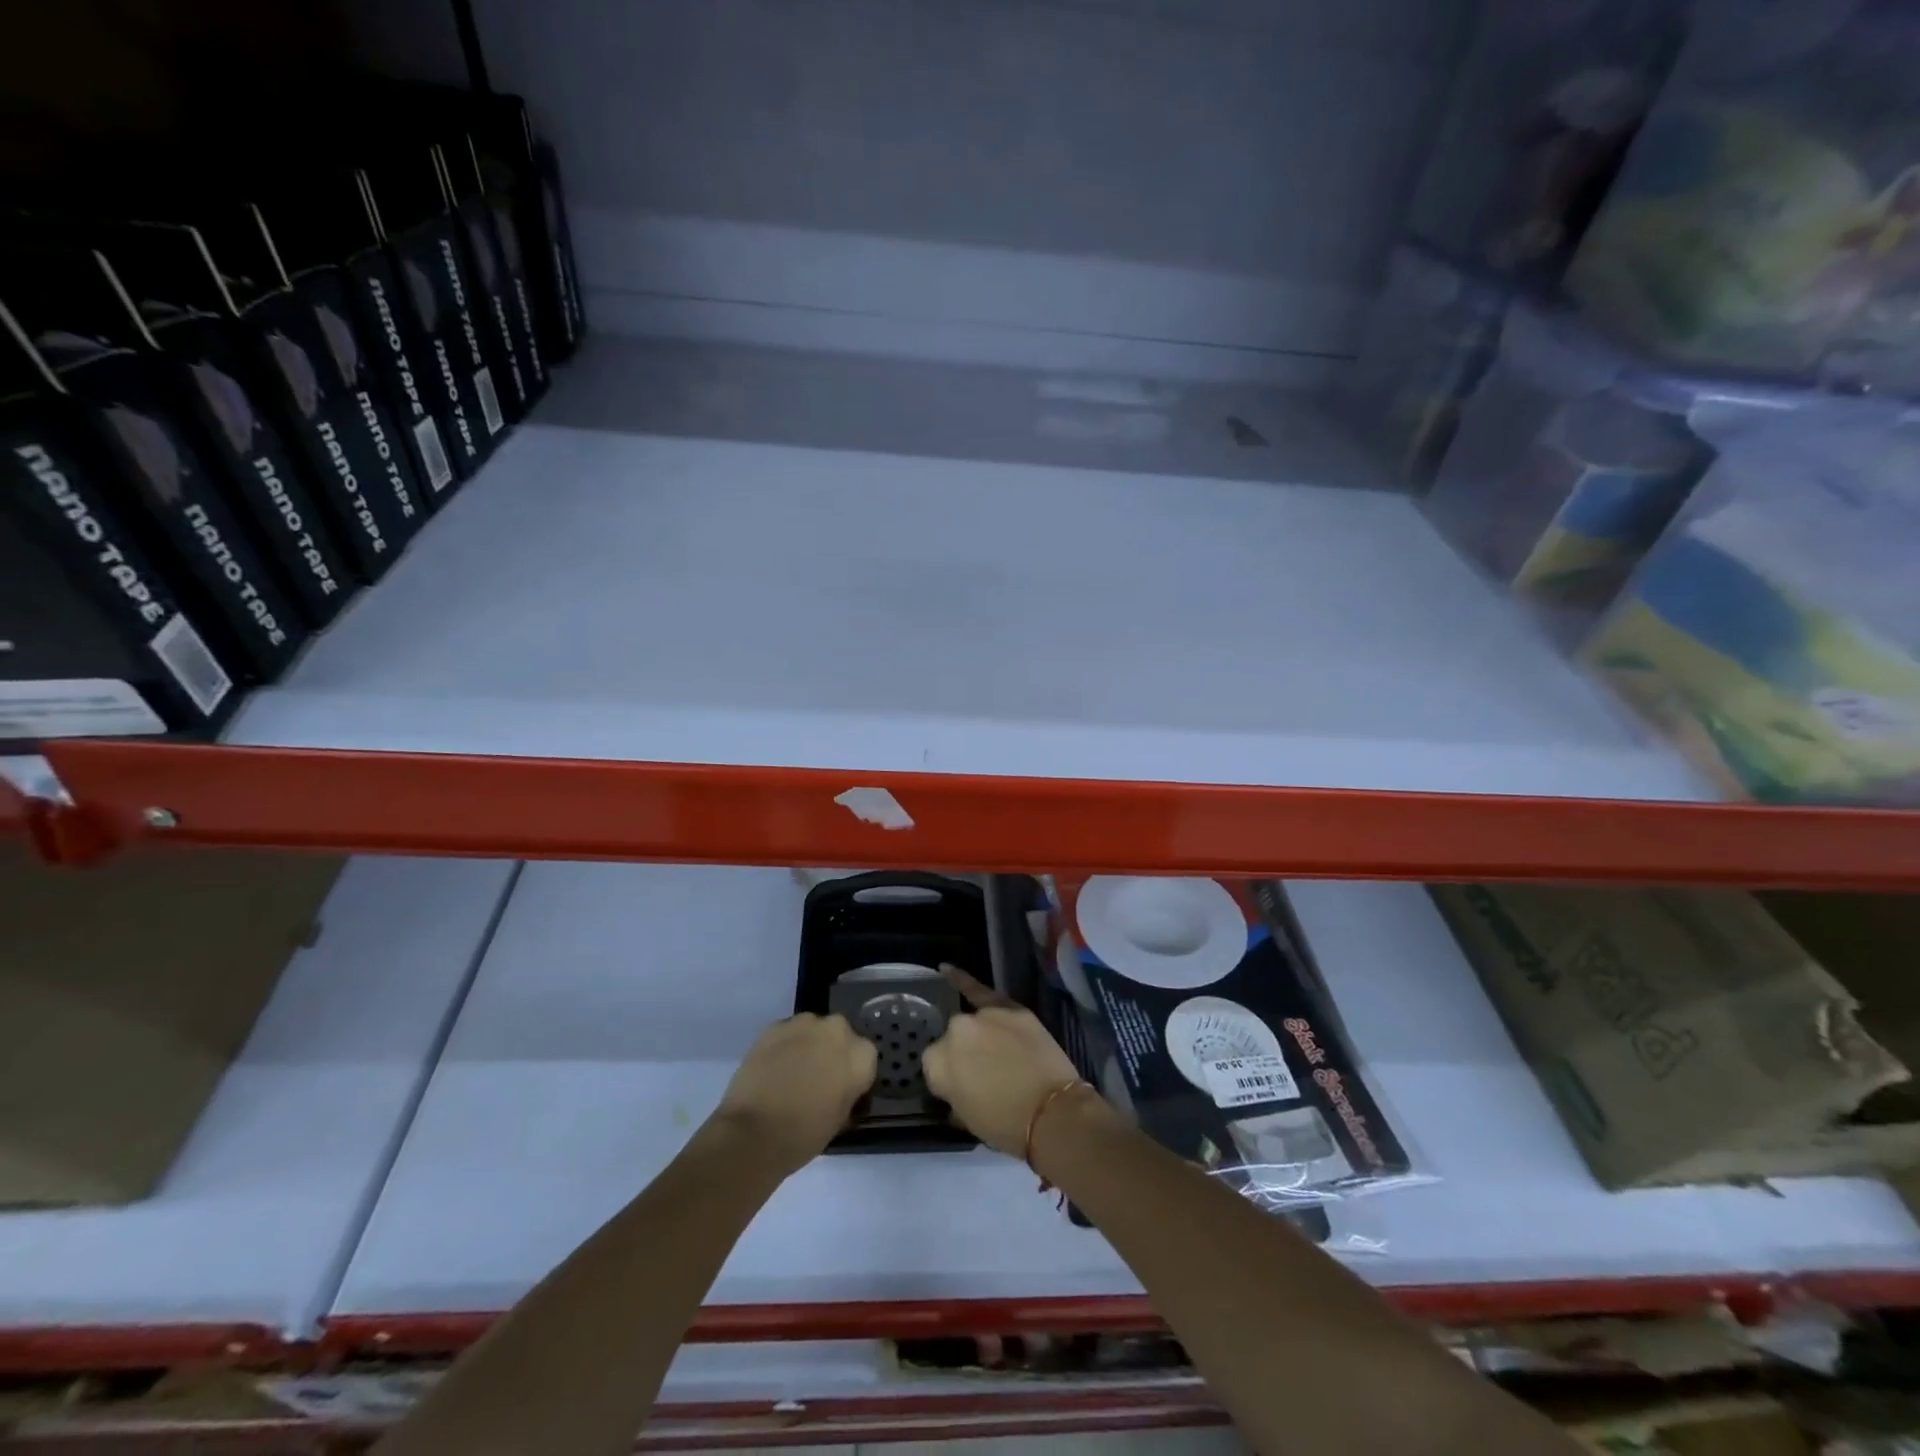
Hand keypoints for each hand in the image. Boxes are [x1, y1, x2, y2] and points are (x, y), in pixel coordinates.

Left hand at [712, 1014, 876, 1174]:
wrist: (753, 1132)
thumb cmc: (804, 1135)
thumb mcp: (840, 1120)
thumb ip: (847, 1093)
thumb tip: (840, 1088)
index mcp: (860, 1056)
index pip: (865, 1058)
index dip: (852, 1074)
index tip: (841, 1090)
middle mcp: (837, 1030)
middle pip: (840, 1035)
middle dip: (831, 1051)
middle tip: (817, 1078)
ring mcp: (804, 1024)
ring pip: (812, 1030)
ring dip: (807, 1045)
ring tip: (791, 1073)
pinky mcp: (775, 1026)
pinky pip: (786, 1033)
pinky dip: (783, 1046)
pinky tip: (772, 1069)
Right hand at [923, 966, 1086, 1155]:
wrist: (1052, 1113)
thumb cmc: (1006, 1126)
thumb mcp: (966, 1117)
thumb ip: (953, 1091)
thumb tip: (959, 1081)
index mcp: (937, 1063)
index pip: (934, 1065)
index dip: (950, 1078)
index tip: (965, 1089)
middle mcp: (954, 1032)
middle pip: (952, 1039)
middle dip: (964, 1054)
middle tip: (983, 1074)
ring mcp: (982, 1015)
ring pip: (972, 1022)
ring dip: (978, 1033)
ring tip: (994, 1051)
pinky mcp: (1010, 1007)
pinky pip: (981, 990)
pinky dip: (962, 979)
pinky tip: (946, 969)